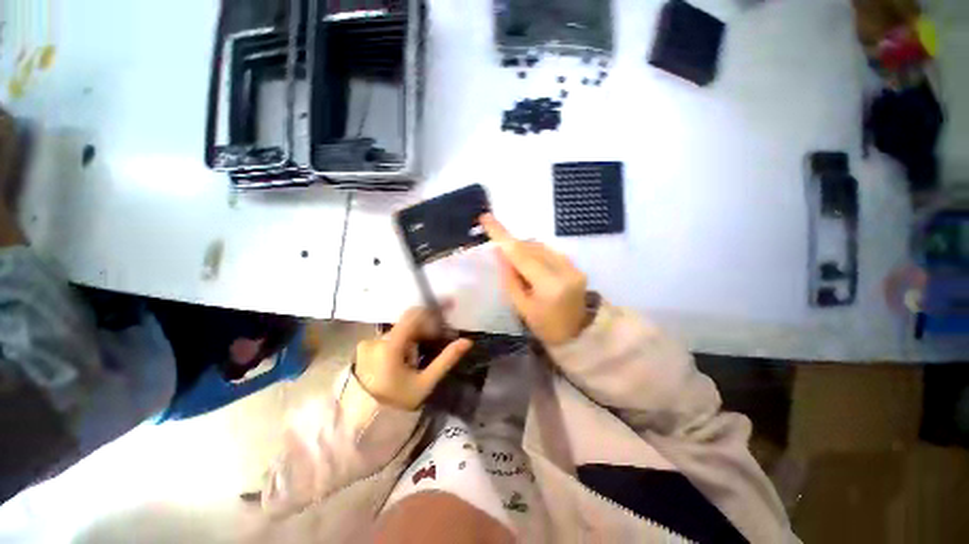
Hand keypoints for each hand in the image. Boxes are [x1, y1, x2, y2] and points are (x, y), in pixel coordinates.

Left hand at [354, 307, 472, 410]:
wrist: (364, 420)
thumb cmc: (398, 402)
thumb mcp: (425, 383)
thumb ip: (446, 359)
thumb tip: (467, 341)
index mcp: (390, 347)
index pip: (413, 316)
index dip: (431, 313)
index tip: (445, 316)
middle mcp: (376, 340)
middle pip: (407, 324)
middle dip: (424, 330)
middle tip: (436, 342)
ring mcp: (367, 344)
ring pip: (399, 331)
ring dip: (412, 337)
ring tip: (417, 357)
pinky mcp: (363, 349)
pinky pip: (388, 338)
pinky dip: (401, 342)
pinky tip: (405, 358)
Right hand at [480, 214, 588, 345]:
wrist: (579, 335)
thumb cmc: (546, 327)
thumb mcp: (522, 307)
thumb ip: (510, 278)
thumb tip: (500, 252)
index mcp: (549, 285)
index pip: (520, 253)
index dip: (502, 234)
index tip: (486, 218)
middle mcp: (564, 270)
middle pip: (531, 247)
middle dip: (513, 245)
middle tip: (499, 250)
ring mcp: (573, 267)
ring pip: (541, 246)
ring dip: (525, 249)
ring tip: (516, 262)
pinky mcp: (576, 266)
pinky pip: (551, 252)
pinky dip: (537, 253)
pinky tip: (531, 265)